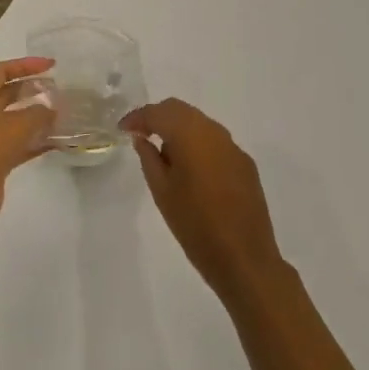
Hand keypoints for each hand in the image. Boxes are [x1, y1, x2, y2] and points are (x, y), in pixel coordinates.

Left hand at [0, 57, 57, 224]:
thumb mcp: (18, 125)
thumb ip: (39, 114)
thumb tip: (52, 110)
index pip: (3, 70)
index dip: (26, 65)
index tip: (51, 66)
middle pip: (8, 93)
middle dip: (32, 89)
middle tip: (57, 89)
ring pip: (15, 119)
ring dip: (36, 116)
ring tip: (61, 113)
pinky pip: (19, 143)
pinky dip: (36, 140)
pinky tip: (57, 141)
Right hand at [124, 99, 289, 305]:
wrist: (244, 259)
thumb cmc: (195, 225)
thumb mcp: (161, 191)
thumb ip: (149, 158)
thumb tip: (142, 138)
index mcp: (190, 135)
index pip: (158, 112)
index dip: (138, 117)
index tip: (123, 129)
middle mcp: (214, 132)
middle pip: (181, 110)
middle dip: (158, 117)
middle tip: (140, 134)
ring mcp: (233, 147)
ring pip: (200, 123)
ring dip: (179, 130)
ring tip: (164, 154)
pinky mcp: (245, 164)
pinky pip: (216, 142)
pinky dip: (198, 145)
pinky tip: (191, 170)